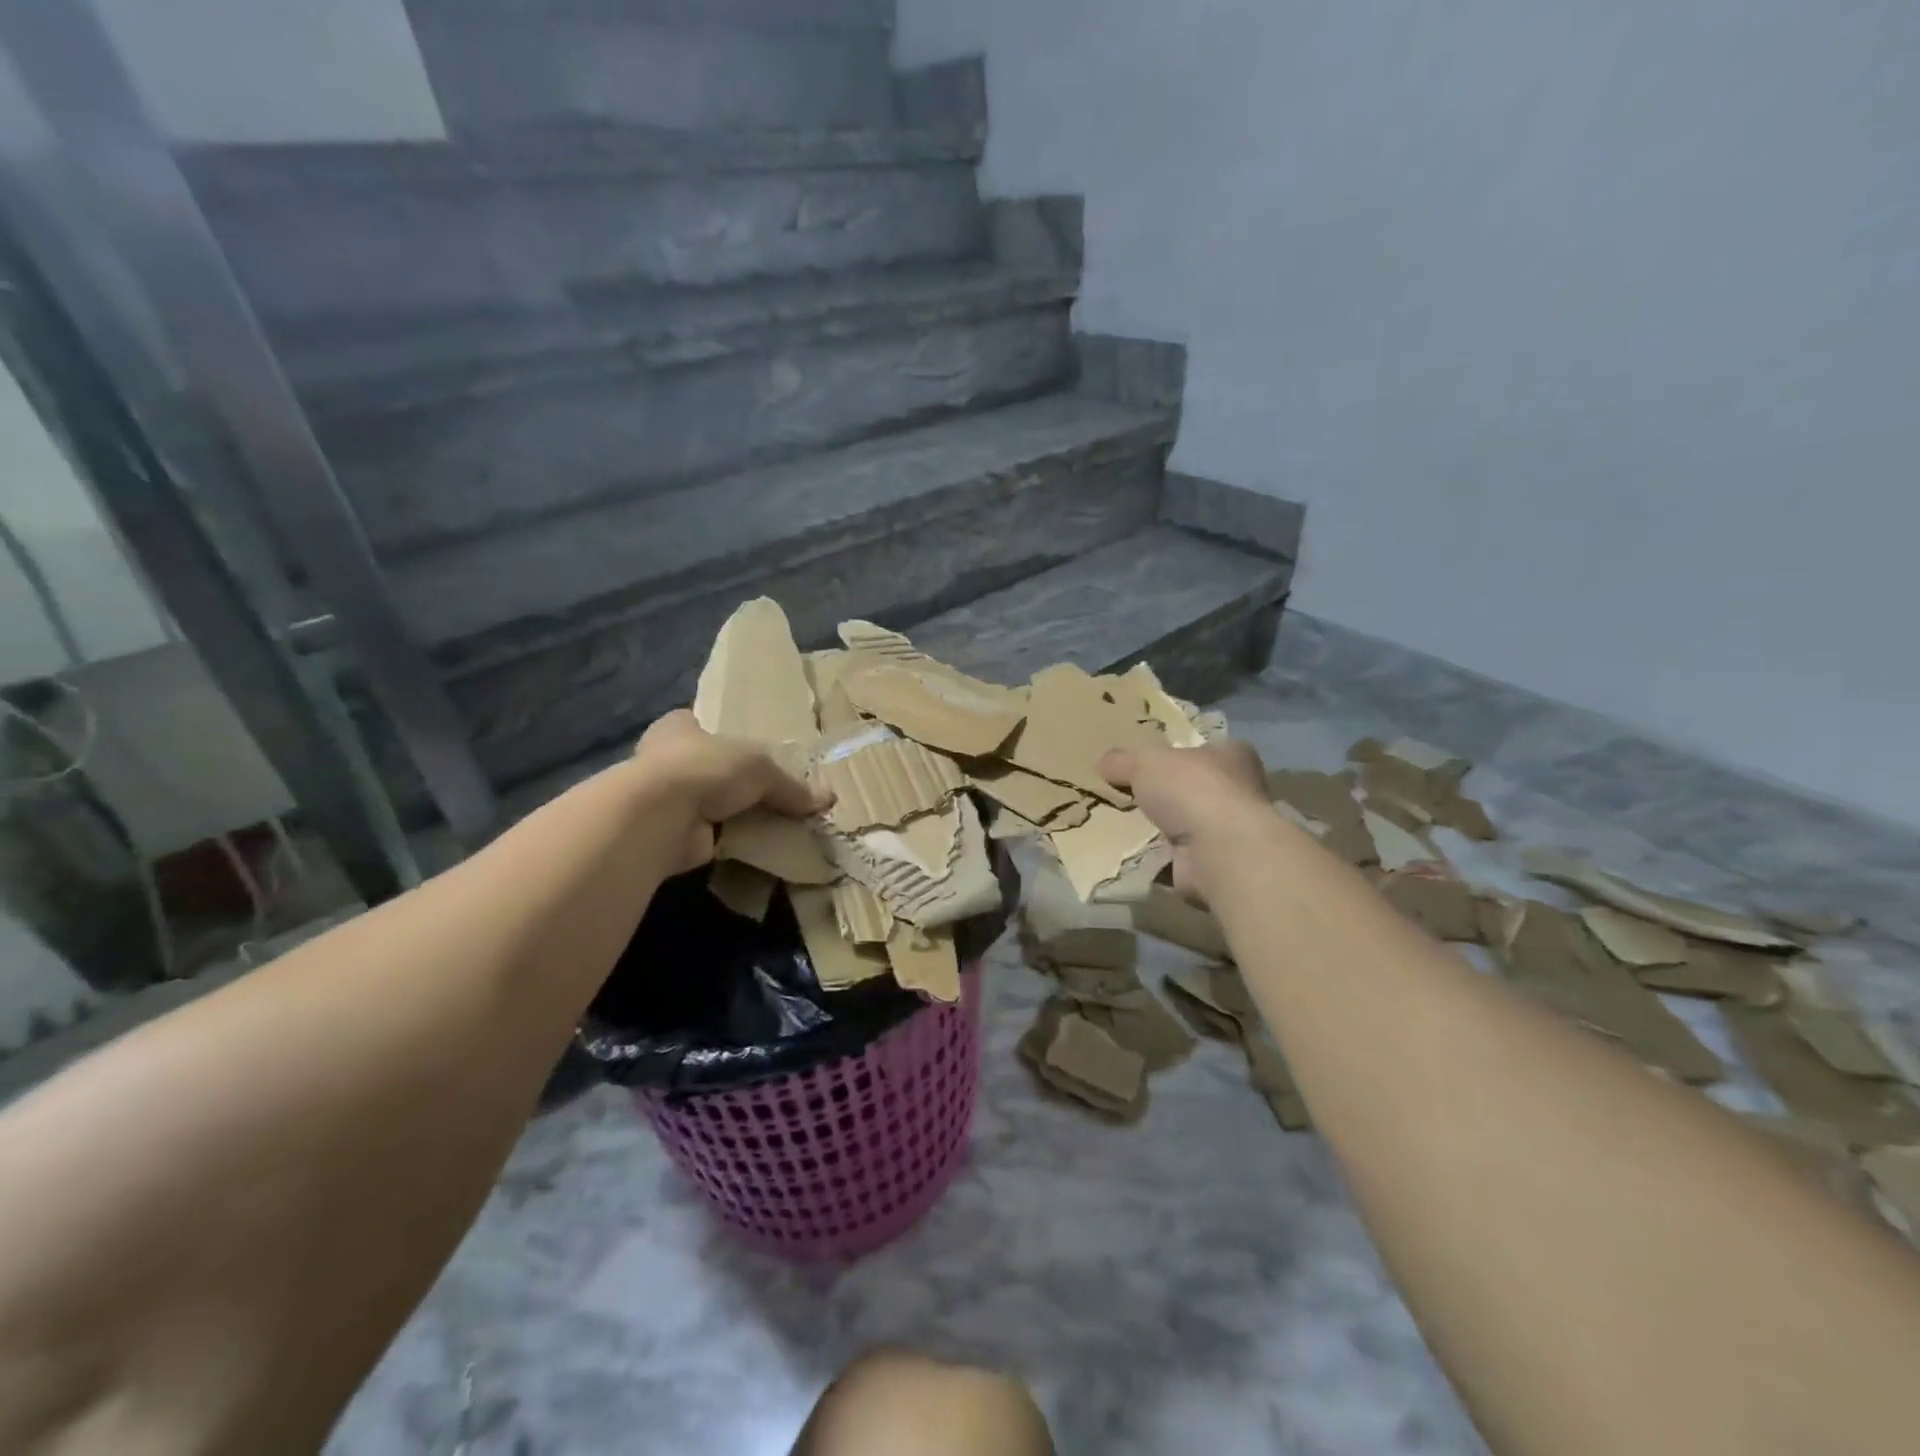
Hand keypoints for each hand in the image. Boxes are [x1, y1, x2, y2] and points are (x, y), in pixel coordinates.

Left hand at [633, 710, 828, 873]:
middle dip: (738, 781)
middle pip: (712, 767)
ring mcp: (667, 799)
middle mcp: (666, 759)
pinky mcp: (674, 834)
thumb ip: (790, 785)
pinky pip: (714, 835)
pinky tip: (762, 846)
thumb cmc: (705, 768)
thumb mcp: (760, 766)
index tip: (759, 750)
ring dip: (737, 814)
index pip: (705, 725)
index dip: (730, 736)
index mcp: (679, 726)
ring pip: (712, 804)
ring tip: (777, 822)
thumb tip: (826, 801)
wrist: (662, 816)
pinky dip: (734, 841)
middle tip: (776, 792)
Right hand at [1100, 739, 1271, 900]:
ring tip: (1118, 824)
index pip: (1203, 750)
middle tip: (1125, 794)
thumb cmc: (1192, 790)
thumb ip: (1123, 760)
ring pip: (1183, 824)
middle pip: (1192, 788)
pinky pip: (1175, 857)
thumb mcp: (1145, 761)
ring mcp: (1227, 832)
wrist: (1217, 851)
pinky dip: (1154, 857)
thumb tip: (1104, 762)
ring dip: (1157, 828)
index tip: (1146, 763)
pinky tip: (1127, 853)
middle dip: (1163, 794)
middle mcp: (1238, 791)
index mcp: (1232, 756)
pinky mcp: (1213, 864)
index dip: (1176, 754)